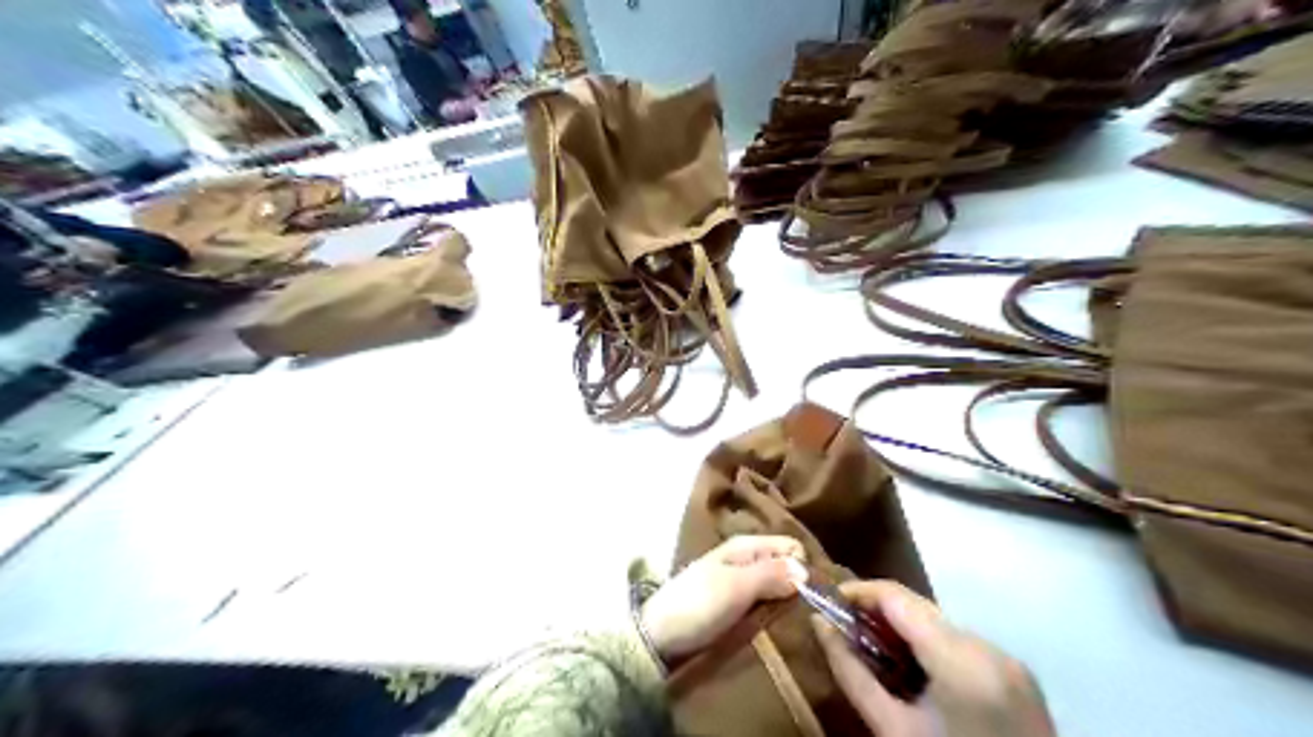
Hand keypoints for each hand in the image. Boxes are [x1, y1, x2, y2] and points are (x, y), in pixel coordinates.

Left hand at [642, 535, 807, 662]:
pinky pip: (765, 603)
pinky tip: (780, 627)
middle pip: (786, 567)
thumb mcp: (736, 586)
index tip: (814, 596)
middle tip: (810, 614)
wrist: (659, 637)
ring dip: (787, 603)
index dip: (805, 568)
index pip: (792, 547)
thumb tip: (807, 570)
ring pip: (777, 587)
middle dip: (798, 587)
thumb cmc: (697, 605)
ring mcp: (740, 582)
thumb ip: (771, 574)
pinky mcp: (735, 604)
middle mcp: (746, 559)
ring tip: (799, 624)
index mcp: (746, 546)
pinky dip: (773, 613)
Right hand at [813, 582, 1052, 736]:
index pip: (897, 596)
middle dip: (878, 614)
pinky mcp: (1019, 675)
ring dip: (904, 632)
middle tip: (844, 631)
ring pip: (940, 625)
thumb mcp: (892, 729)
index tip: (827, 602)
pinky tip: (916, 675)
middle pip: (920, 608)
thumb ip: (852, 673)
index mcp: (960, 660)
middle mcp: (990, 648)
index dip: (858, 591)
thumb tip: (818, 625)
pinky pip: (963, 645)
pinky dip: (932, 649)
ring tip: (876, 656)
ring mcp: (1010, 661)